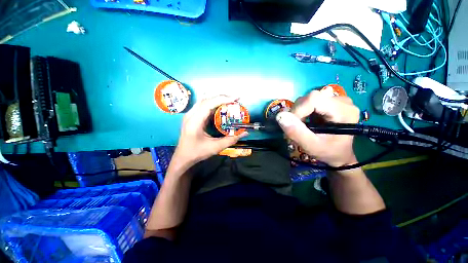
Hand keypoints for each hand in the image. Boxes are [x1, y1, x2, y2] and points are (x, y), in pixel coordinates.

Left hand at [172, 95, 247, 167]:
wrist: (183, 157)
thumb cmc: (197, 152)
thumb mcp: (215, 147)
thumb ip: (231, 140)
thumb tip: (245, 133)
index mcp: (194, 121)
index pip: (208, 104)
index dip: (222, 99)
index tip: (235, 98)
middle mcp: (190, 115)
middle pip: (206, 99)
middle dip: (222, 97)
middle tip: (235, 99)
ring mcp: (190, 115)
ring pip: (204, 100)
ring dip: (217, 99)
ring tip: (230, 101)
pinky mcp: (192, 116)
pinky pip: (203, 105)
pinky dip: (213, 103)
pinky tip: (220, 106)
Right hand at [276, 87, 359, 166]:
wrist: (338, 154)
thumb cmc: (327, 152)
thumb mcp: (311, 146)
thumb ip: (296, 132)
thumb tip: (280, 116)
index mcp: (344, 111)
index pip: (313, 99)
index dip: (298, 110)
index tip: (294, 125)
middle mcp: (343, 101)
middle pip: (311, 97)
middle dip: (298, 112)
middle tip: (298, 127)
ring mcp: (338, 100)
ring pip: (309, 98)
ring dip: (300, 112)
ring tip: (304, 126)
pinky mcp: (331, 102)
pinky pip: (311, 101)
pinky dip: (303, 111)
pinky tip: (308, 121)